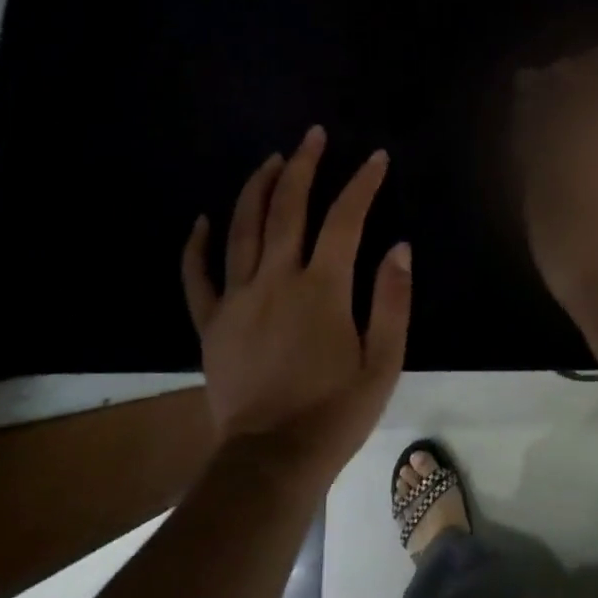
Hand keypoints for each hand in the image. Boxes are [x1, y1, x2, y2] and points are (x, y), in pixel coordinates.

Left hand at [182, 126, 410, 482]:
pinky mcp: (211, 323)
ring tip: (271, 160)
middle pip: (287, 208)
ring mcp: (238, 299)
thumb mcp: (383, 363)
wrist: (271, 462)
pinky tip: (203, 219)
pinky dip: (198, 245)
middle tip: (312, 135)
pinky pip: (198, 276)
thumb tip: (400, 247)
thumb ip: (393, 301)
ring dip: (257, 188)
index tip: (376, 158)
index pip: (345, 219)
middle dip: (303, 166)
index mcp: (322, 289)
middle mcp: (277, 280)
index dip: (362, 183)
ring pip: (242, 229)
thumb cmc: (335, 413)